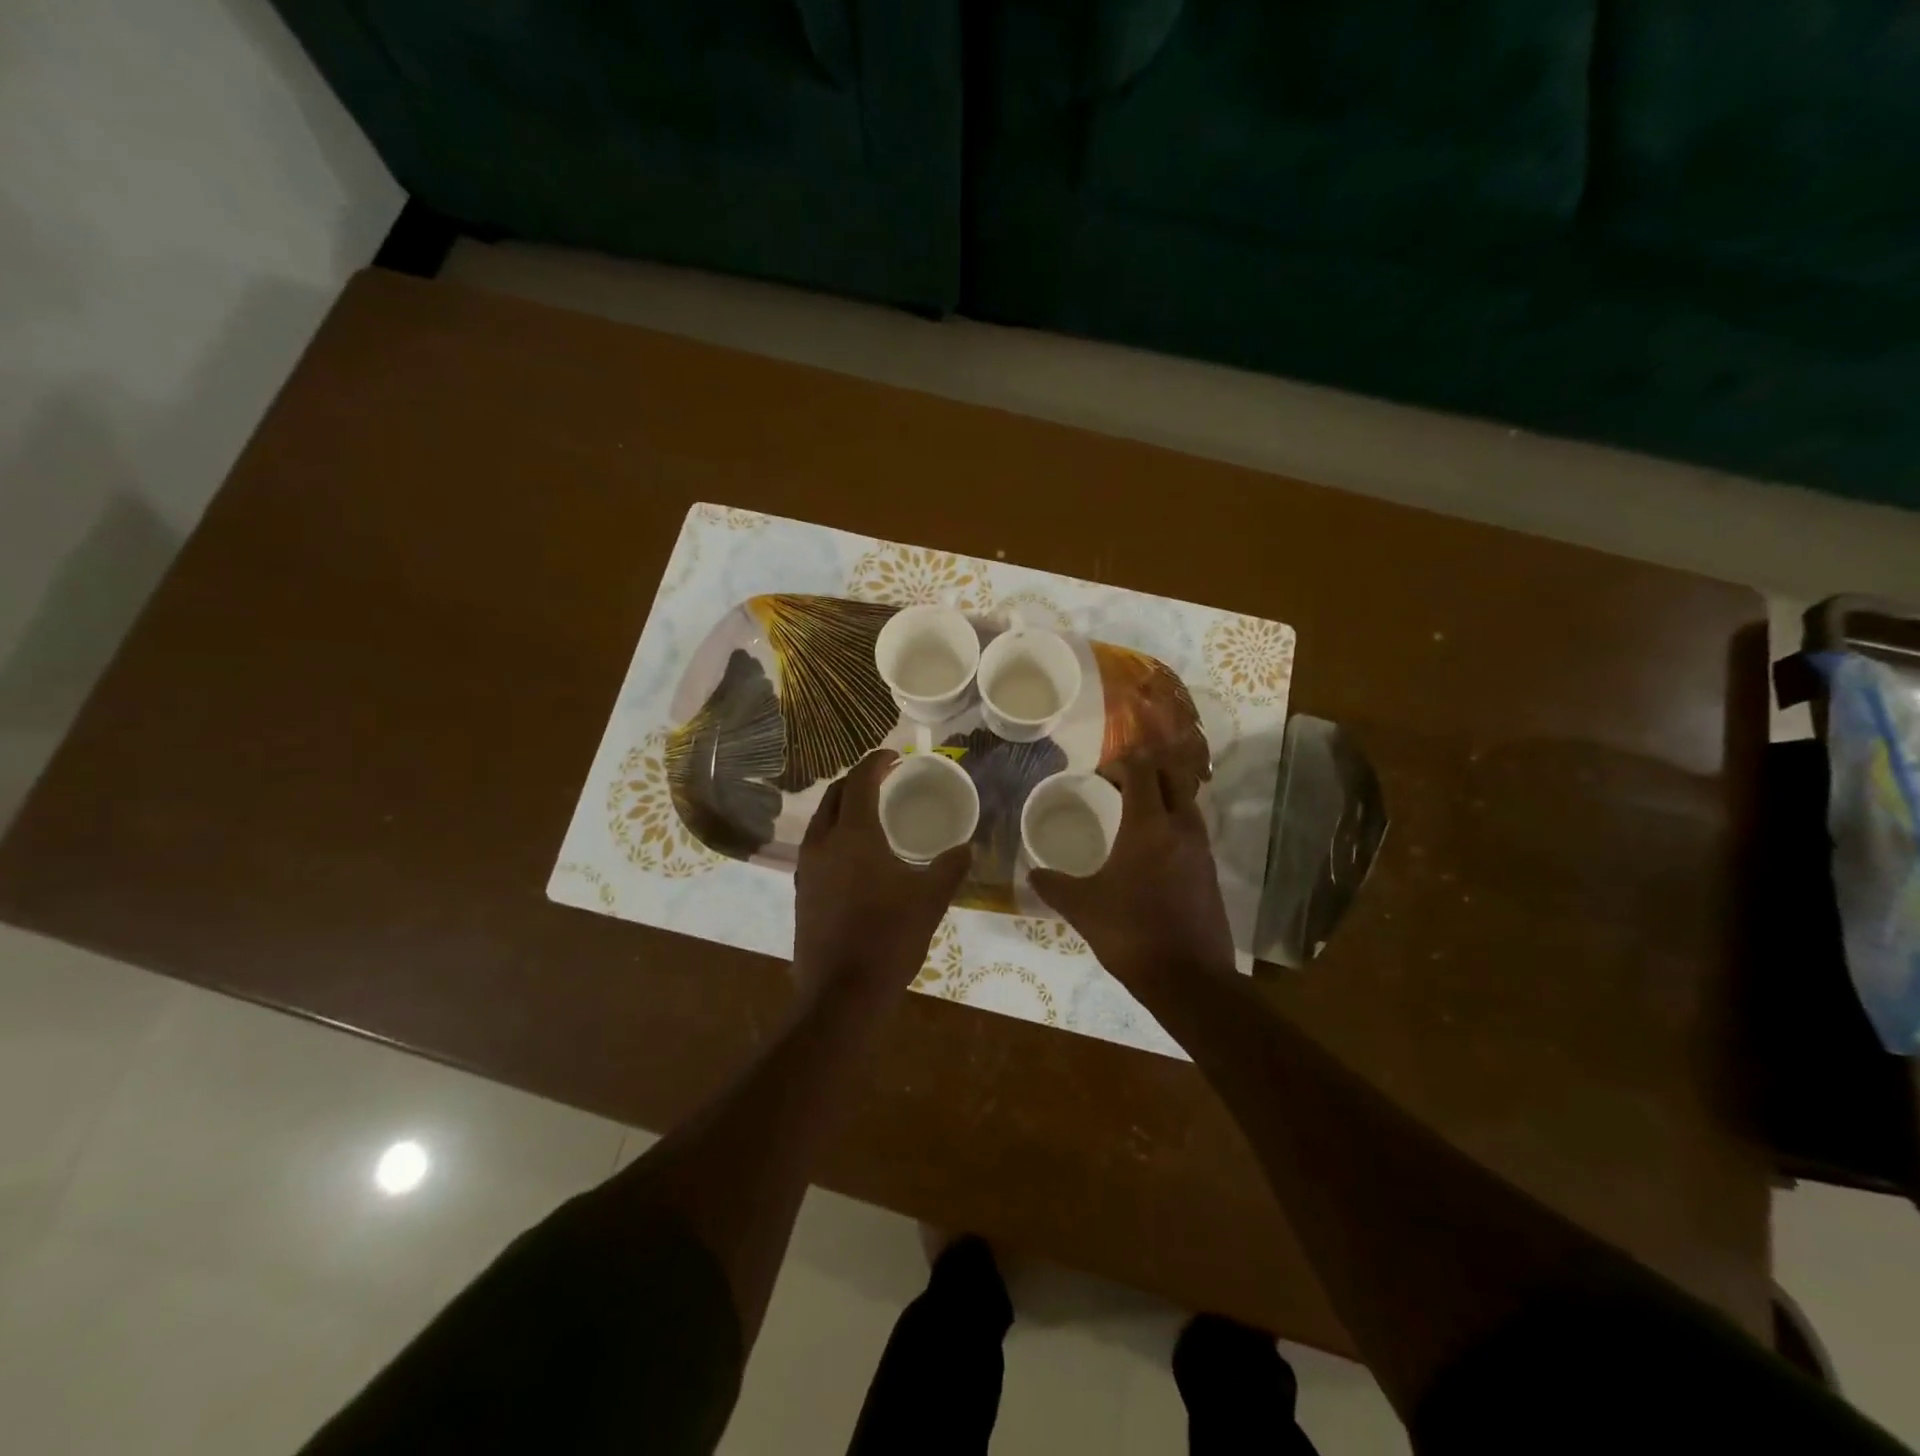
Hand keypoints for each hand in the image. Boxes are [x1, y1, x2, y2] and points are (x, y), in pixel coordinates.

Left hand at [793, 750, 970, 1000]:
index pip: (859, 781)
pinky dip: (836, 834)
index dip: (876, 762)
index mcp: (853, 835)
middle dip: (857, 780)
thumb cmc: (889, 938)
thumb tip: (967, 847)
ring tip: (870, 813)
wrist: (841, 993)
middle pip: (834, 795)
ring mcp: (806, 868)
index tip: (895, 756)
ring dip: (843, 807)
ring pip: (821, 821)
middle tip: (884, 780)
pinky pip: (817, 846)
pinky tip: (856, 855)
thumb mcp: (930, 899)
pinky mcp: (802, 891)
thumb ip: (949, 867)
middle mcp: (822, 843)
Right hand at [1028, 757, 1236, 994]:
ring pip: (1186, 801)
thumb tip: (1032, 873)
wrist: (1190, 979)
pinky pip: (1192, 829)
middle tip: (1117, 787)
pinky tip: (1151, 850)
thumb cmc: (1131, 933)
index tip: (1099, 777)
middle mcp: (1181, 828)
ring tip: (1133, 814)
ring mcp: (1201, 849)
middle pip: (1171, 776)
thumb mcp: (1082, 908)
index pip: (1141, 770)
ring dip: (1162, 796)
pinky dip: (1173, 823)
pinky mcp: (1210, 871)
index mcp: (1148, 826)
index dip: (1120, 763)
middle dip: (1146, 771)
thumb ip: (1054, 885)